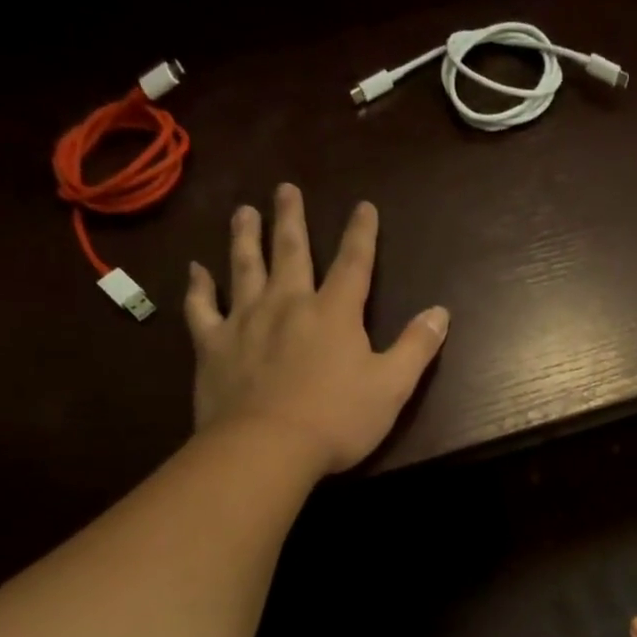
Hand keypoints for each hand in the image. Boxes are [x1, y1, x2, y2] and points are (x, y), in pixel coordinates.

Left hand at [184, 184, 449, 473]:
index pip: (353, 263)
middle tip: (286, 188)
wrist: (267, 448)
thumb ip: (416, 346)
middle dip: (291, 218)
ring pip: (244, 267)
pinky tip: (195, 270)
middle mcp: (288, 303)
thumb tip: (441, 312)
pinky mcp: (212, 345)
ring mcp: (245, 321)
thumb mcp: (392, 386)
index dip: (361, 233)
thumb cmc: (337, 419)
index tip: (363, 206)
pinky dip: (198, 286)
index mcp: (334, 312)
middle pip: (290, 251)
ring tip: (243, 211)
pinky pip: (201, 307)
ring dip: (245, 237)